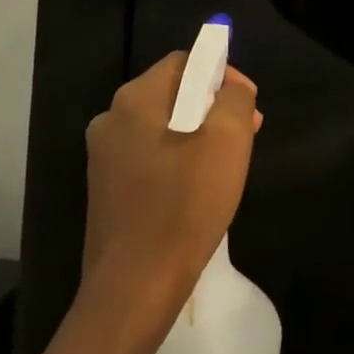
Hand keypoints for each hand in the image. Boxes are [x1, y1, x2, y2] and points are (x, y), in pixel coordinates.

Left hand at [82, 53, 262, 305]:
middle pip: (173, 93)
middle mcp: (111, 119)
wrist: (133, 290)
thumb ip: (234, 98)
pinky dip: (179, 160)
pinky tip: (200, 187)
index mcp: (134, 99)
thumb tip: (231, 88)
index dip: (223, 73)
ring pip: (163, 126)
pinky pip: (150, 156)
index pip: (185, 62)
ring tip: (229, 161)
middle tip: (248, 132)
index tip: (249, 104)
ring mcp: (104, 157)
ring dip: (200, 133)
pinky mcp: (106, 191)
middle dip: (214, 105)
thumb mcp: (227, 140)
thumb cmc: (184, 206)